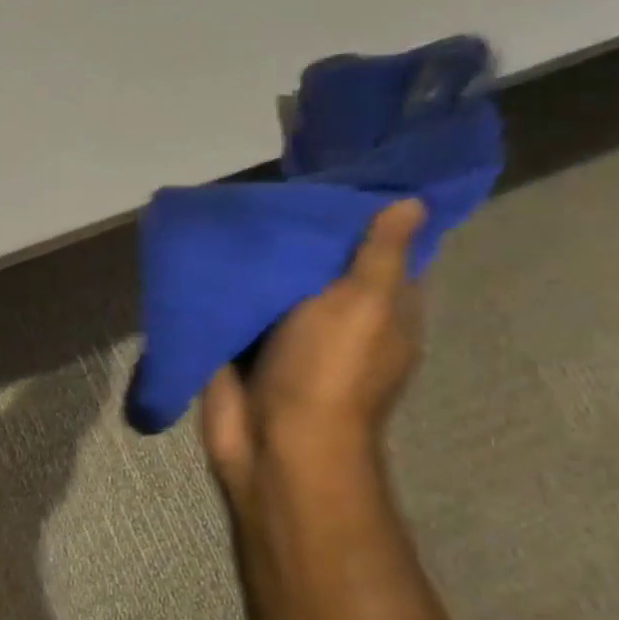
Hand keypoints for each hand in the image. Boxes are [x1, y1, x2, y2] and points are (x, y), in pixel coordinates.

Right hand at [201, 198, 426, 497]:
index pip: (383, 254)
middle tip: (273, 182)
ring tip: (236, 202)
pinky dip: (224, 281)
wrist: (271, 442)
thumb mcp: (365, 304)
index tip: (339, 178)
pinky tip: (207, 243)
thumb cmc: (330, 370)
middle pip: (320, 264)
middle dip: (299, 230)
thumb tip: (411, 201)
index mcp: (381, 310)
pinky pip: (235, 304)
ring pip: (274, 283)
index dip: (366, 217)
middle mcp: (336, 318)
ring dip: (258, 255)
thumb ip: (380, 254)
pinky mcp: (242, 345)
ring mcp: (286, 334)